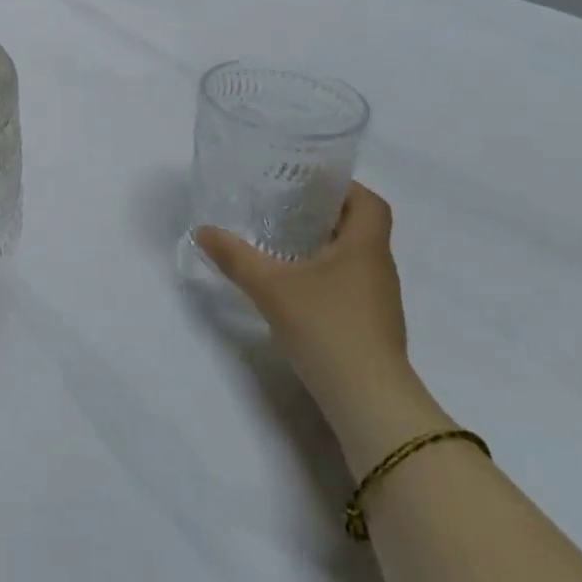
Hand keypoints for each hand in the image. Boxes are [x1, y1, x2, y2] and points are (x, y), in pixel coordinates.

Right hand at [195, 184, 413, 425]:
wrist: (367, 399)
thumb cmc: (327, 327)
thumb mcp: (270, 286)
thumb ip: (235, 256)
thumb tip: (202, 230)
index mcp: (365, 247)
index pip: (369, 202)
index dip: (343, 187)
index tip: (307, 182)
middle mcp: (378, 267)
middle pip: (359, 227)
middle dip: (323, 214)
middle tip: (282, 206)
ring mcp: (378, 300)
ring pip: (353, 257)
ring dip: (323, 245)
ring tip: (281, 241)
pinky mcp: (370, 325)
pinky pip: (349, 283)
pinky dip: (324, 274)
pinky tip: (293, 284)